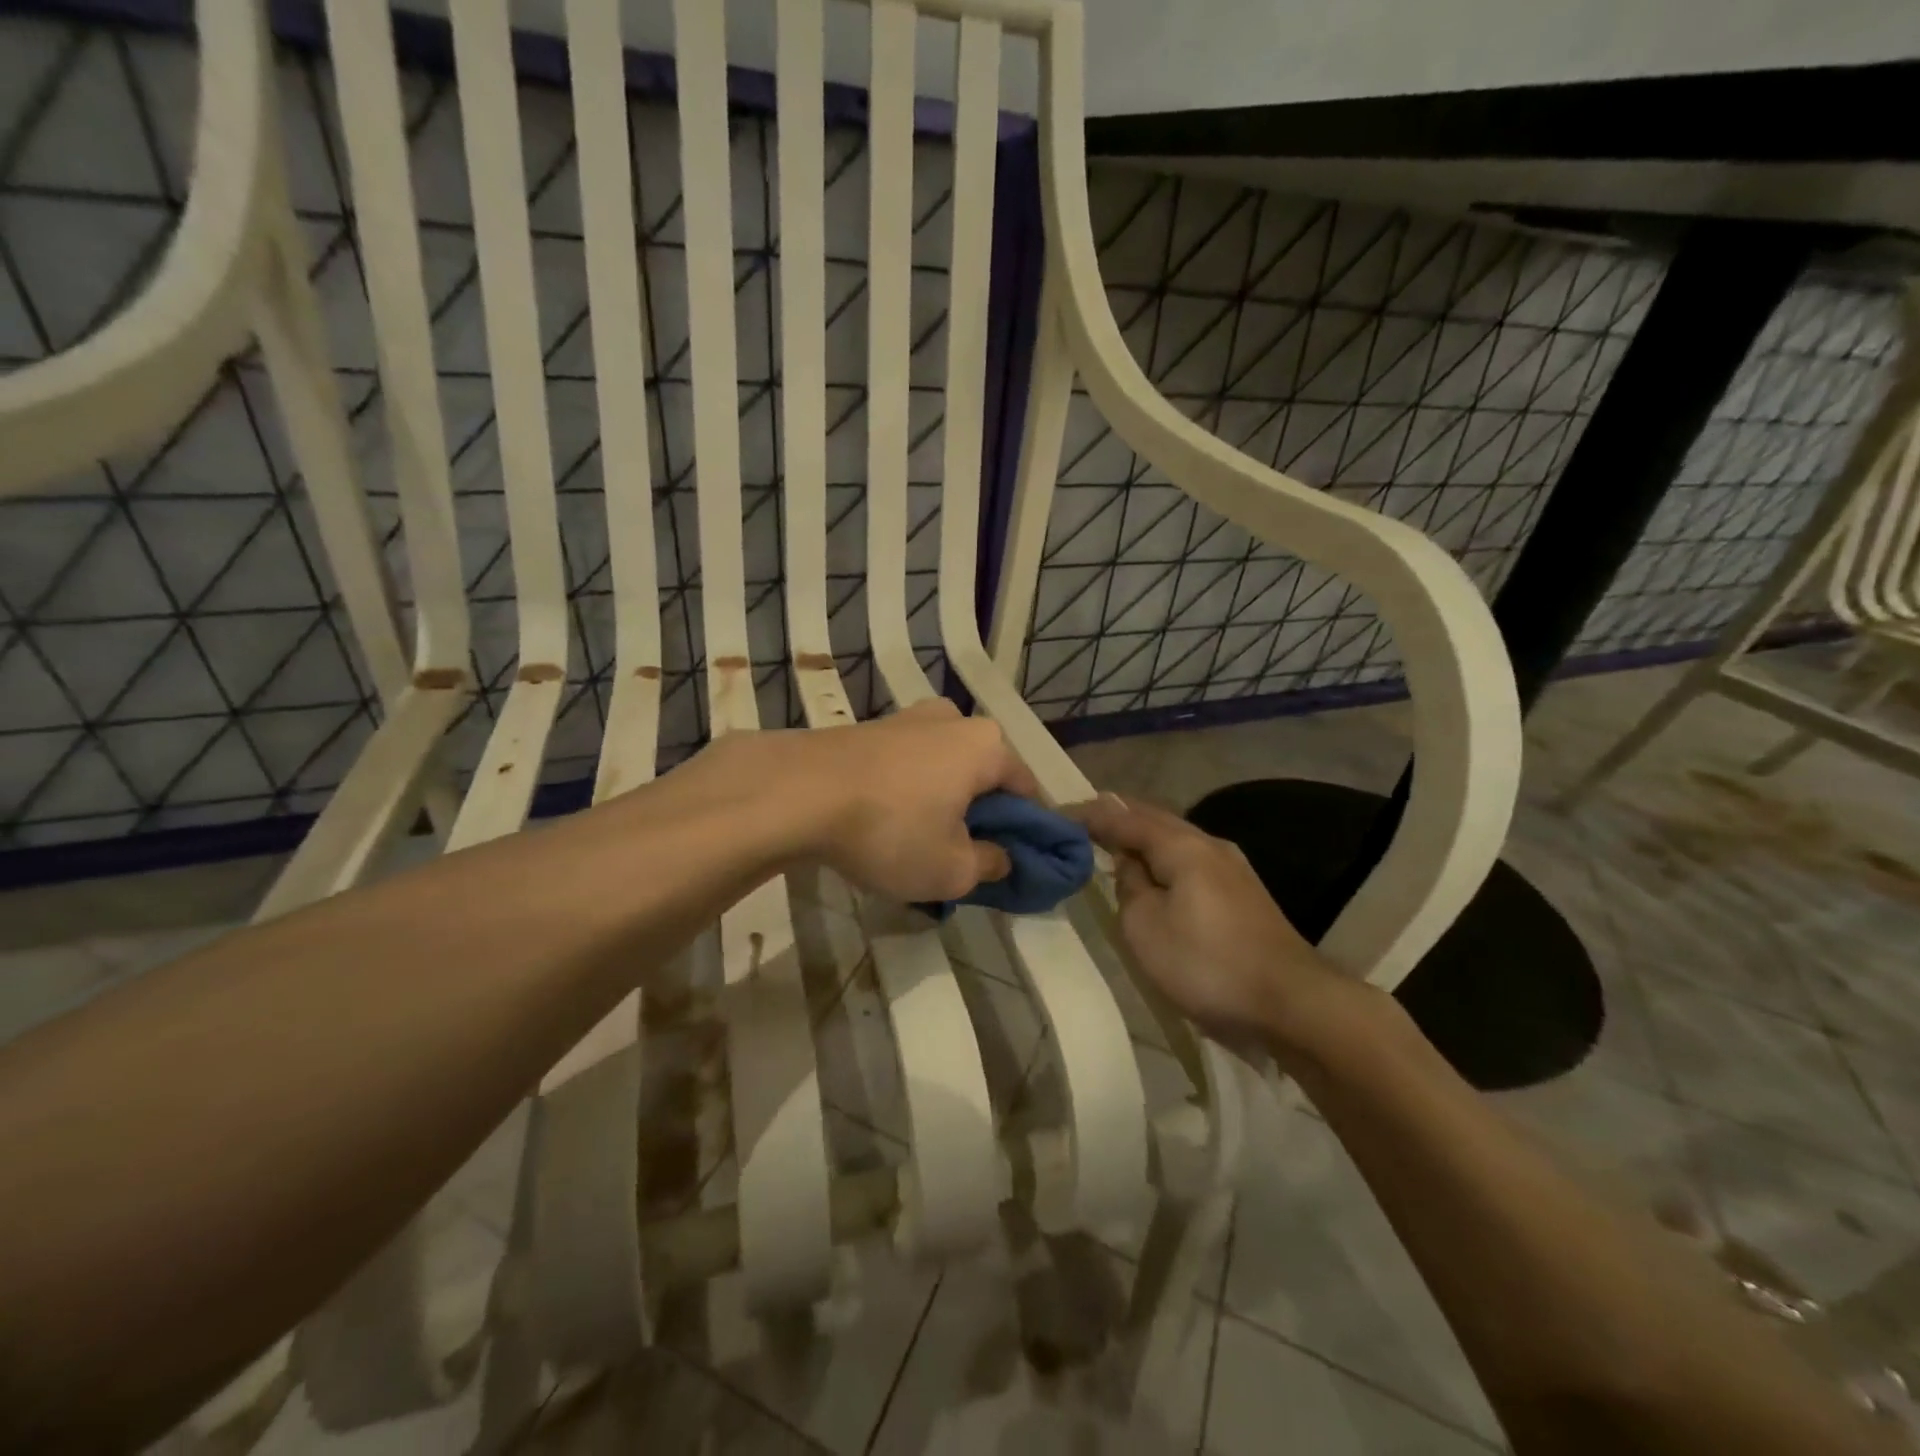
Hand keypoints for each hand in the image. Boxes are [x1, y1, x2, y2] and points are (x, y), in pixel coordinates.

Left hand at [759, 700, 1041, 903]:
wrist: (795, 793)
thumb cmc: (891, 830)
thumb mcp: (952, 870)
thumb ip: (989, 865)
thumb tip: (1000, 857)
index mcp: (987, 745)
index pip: (1026, 789)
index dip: (1025, 829)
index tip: (1011, 860)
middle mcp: (952, 720)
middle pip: (982, 774)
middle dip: (978, 813)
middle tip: (962, 855)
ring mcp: (905, 719)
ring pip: (941, 768)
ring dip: (940, 801)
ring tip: (917, 842)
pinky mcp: (867, 729)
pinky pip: (904, 765)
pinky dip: (905, 792)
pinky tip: (883, 823)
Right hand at [1077, 793, 1353, 1049]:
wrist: (1292, 1003)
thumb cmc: (1207, 964)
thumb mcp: (1145, 928)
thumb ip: (1129, 887)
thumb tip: (1130, 866)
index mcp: (1182, 846)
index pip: (1125, 818)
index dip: (1090, 815)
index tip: (1058, 814)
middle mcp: (1209, 845)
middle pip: (1154, 820)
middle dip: (1117, 818)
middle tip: (1082, 822)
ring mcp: (1232, 869)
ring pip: (1175, 839)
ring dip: (1141, 839)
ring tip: (1111, 845)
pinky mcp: (1243, 894)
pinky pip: (1190, 861)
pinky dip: (1162, 859)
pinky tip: (1154, 874)